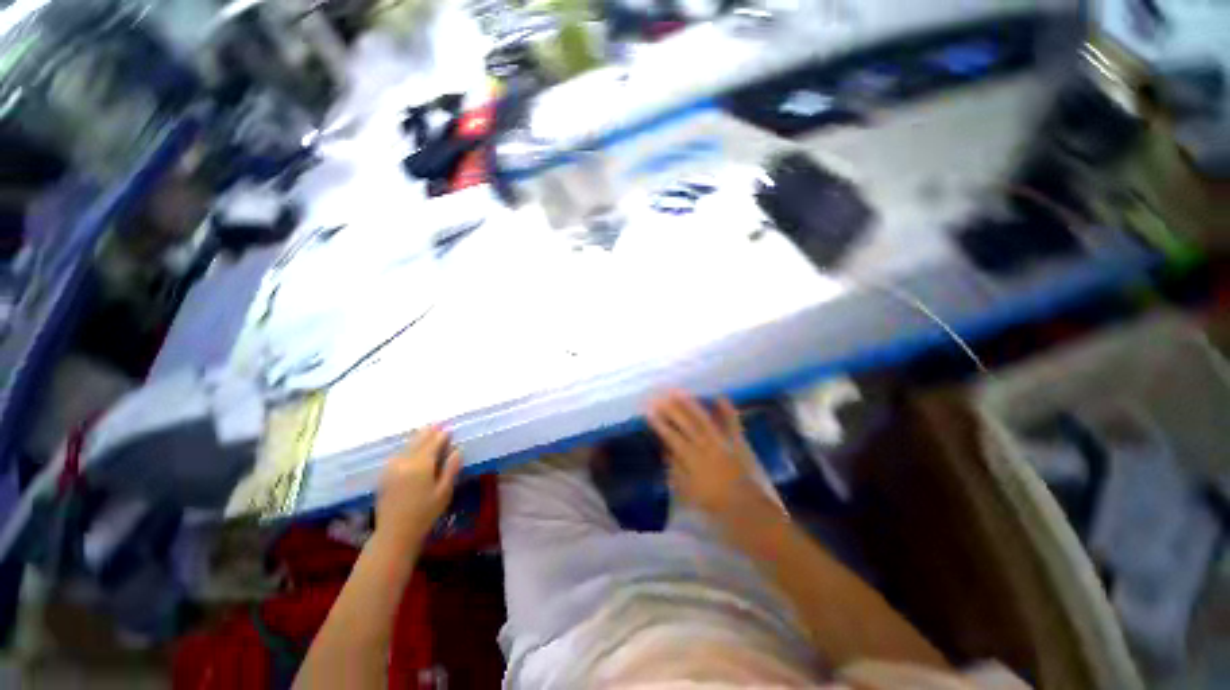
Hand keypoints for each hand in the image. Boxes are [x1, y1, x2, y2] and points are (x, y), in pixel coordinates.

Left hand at [374, 426, 462, 548]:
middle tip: (438, 424)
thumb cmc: (425, 513)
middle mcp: (404, 462)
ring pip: (406, 446)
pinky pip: (397, 454)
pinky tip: (410, 448)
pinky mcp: (384, 475)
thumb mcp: (444, 492)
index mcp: (421, 466)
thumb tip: (457, 449)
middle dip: (429, 432)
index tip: (450, 429)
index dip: (442, 435)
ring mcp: (392, 468)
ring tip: (426, 431)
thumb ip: (451, 468)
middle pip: (418, 441)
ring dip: (417, 438)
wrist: (395, 533)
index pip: (433, 443)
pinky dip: (407, 447)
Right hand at [648, 392, 766, 520]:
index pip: (672, 437)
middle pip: (686, 424)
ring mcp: (723, 442)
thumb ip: (676, 470)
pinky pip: (733, 423)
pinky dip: (727, 410)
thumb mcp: (688, 492)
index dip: (660, 423)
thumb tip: (665, 450)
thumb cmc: (714, 505)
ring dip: (691, 405)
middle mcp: (706, 447)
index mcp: (692, 460)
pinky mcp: (738, 442)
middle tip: (660, 396)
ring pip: (704, 420)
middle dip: (672, 409)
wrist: (747, 510)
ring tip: (679, 392)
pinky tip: (719, 396)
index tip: (649, 411)